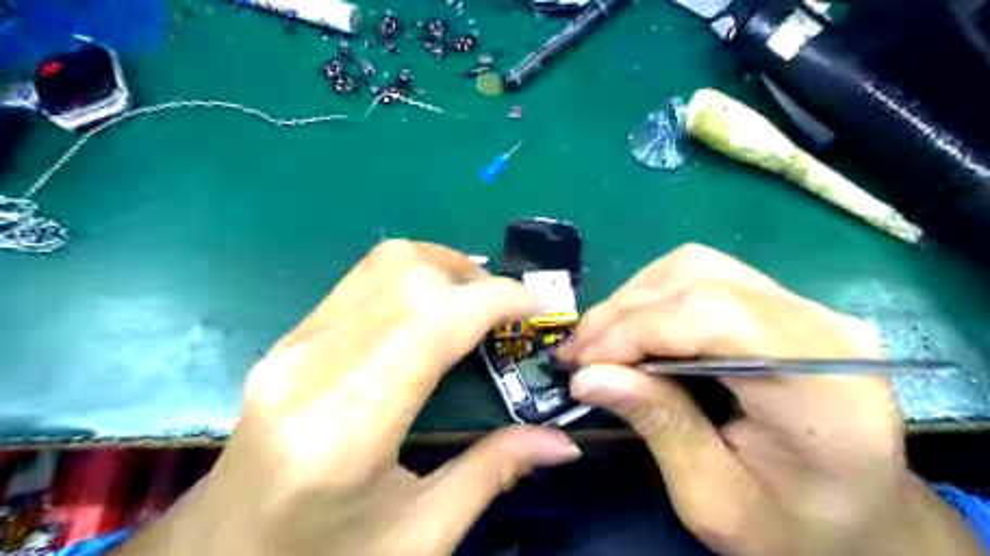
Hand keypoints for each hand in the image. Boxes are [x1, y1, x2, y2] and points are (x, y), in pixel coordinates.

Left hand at [118, 240, 581, 554]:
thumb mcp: (420, 536)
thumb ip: (493, 473)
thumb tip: (564, 441)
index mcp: (343, 430)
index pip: (429, 324)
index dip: (492, 299)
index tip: (534, 305)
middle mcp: (309, 370)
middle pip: (407, 280)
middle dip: (474, 279)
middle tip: (510, 308)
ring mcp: (290, 347)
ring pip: (381, 265)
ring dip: (442, 266)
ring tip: (478, 296)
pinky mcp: (287, 340)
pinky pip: (361, 280)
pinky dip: (411, 275)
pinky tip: (435, 302)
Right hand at [555, 246, 979, 554]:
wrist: (860, 517)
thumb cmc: (794, 526)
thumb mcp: (714, 500)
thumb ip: (658, 426)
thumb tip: (588, 376)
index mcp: (821, 386)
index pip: (713, 316)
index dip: (636, 328)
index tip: (583, 362)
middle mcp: (821, 327)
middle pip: (699, 279)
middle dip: (624, 312)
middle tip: (579, 353)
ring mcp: (806, 307)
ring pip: (696, 268)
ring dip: (634, 300)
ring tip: (601, 342)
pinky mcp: (783, 304)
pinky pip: (704, 278)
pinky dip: (654, 300)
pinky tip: (634, 332)